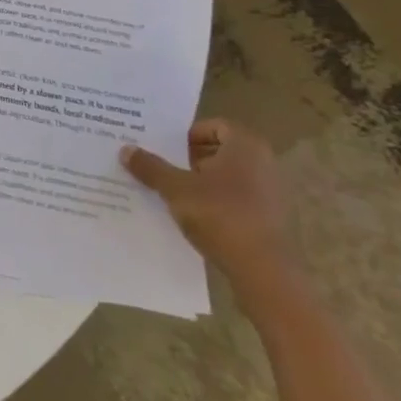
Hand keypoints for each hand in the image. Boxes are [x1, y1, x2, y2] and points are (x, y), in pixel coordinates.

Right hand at [121, 120, 292, 288]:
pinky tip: (197, 218)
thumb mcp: (176, 189)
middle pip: (221, 151)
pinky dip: (218, 204)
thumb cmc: (221, 216)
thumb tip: (125, 149)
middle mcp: (265, 163)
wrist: (266, 274)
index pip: (214, 126)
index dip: (187, 135)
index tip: (166, 149)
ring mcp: (273, 194)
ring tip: (175, 195)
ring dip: (203, 182)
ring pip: (229, 178)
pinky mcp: (274, 221)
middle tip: (164, 169)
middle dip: (191, 159)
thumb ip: (151, 167)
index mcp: (246, 146)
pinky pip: (239, 201)